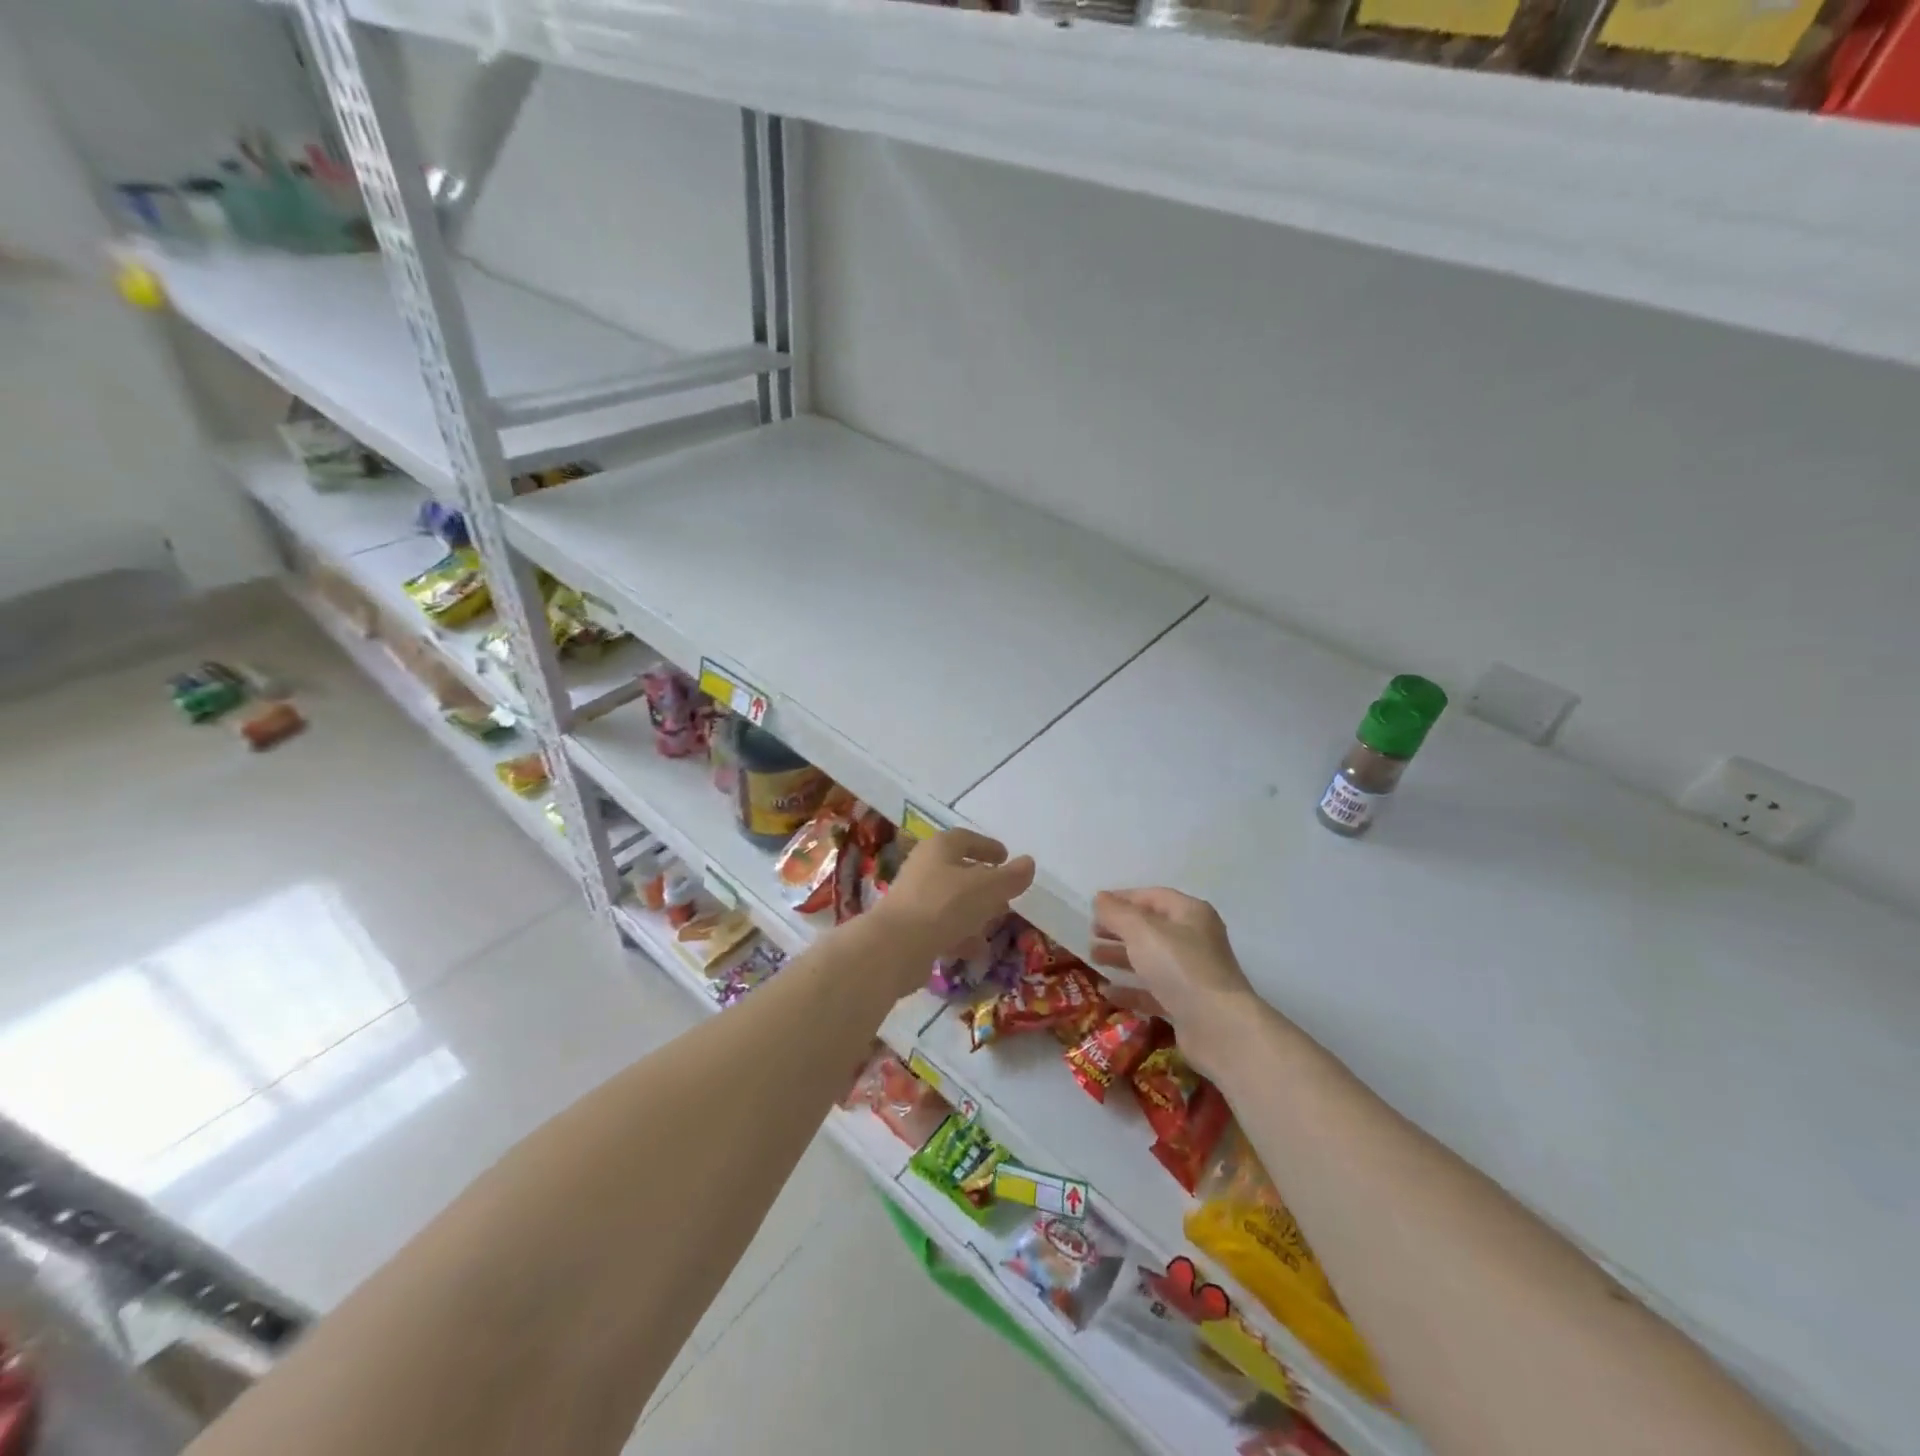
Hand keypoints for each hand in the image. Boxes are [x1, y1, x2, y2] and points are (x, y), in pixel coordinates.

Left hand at [874, 829, 1035, 976]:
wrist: (895, 947)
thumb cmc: (944, 905)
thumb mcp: (987, 888)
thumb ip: (1010, 877)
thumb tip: (1028, 863)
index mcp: (939, 848)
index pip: (965, 838)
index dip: (987, 846)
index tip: (1005, 856)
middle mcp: (923, 868)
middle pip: (957, 870)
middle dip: (983, 883)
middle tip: (1004, 894)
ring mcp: (913, 899)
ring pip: (950, 901)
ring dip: (973, 912)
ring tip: (993, 925)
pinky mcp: (909, 929)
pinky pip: (940, 927)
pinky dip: (959, 935)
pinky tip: (974, 951)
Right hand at [1090, 888, 1265, 1079]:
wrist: (1219, 1028)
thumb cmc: (1180, 967)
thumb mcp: (1142, 932)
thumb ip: (1117, 913)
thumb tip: (1099, 898)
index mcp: (1190, 914)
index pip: (1153, 897)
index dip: (1123, 899)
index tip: (1095, 907)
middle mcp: (1194, 940)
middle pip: (1151, 929)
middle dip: (1119, 930)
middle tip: (1090, 934)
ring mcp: (1192, 974)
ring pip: (1150, 960)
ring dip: (1121, 957)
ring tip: (1093, 959)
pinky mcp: (1186, 1005)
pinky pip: (1153, 991)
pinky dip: (1131, 989)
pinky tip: (1107, 993)